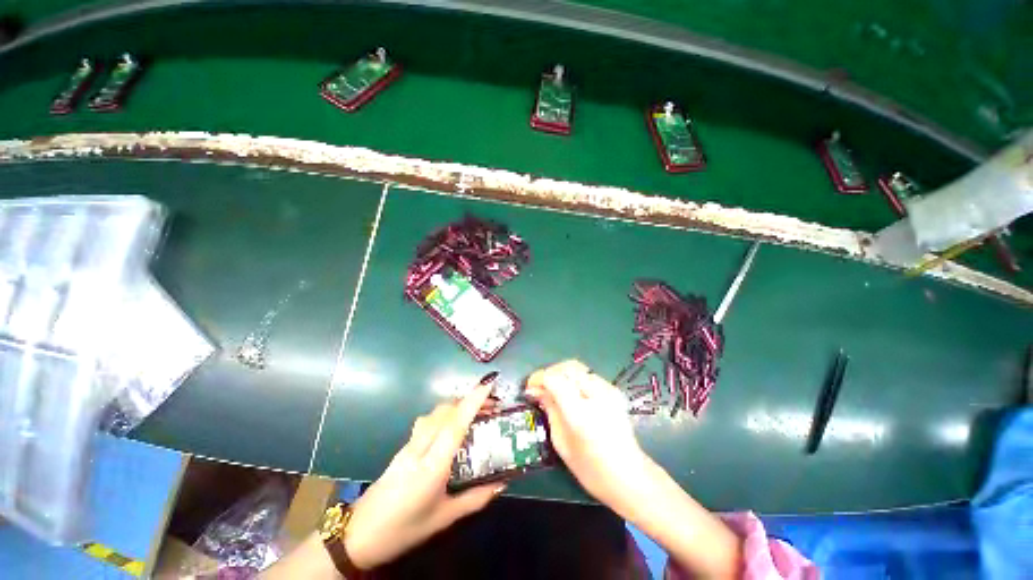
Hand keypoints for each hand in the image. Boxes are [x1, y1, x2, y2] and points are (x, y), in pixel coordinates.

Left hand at [344, 383, 503, 568]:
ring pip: (434, 414)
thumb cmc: (404, 529)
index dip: (472, 402)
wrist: (359, 536)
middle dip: (469, 401)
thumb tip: (502, 483)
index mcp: (432, 467)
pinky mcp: (403, 447)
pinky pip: (427, 421)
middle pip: (445, 412)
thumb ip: (475, 499)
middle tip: (490, 406)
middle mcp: (419, 448)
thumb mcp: (444, 518)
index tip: (488, 385)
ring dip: (456, 406)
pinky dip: (445, 415)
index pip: (454, 425)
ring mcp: (409, 445)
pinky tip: (452, 426)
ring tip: (474, 413)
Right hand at [525, 360, 652, 516]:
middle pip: (566, 367)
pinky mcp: (614, 391)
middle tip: (540, 387)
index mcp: (580, 412)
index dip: (538, 378)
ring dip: (561, 373)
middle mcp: (596, 395)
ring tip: (553, 388)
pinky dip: (574, 378)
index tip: (529, 388)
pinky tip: (570, 392)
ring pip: (578, 367)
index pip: (554, 379)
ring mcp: (608, 390)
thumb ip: (550, 411)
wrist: (630, 477)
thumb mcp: (562, 443)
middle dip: (549, 373)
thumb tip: (536, 391)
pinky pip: (588, 375)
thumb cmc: (591, 470)